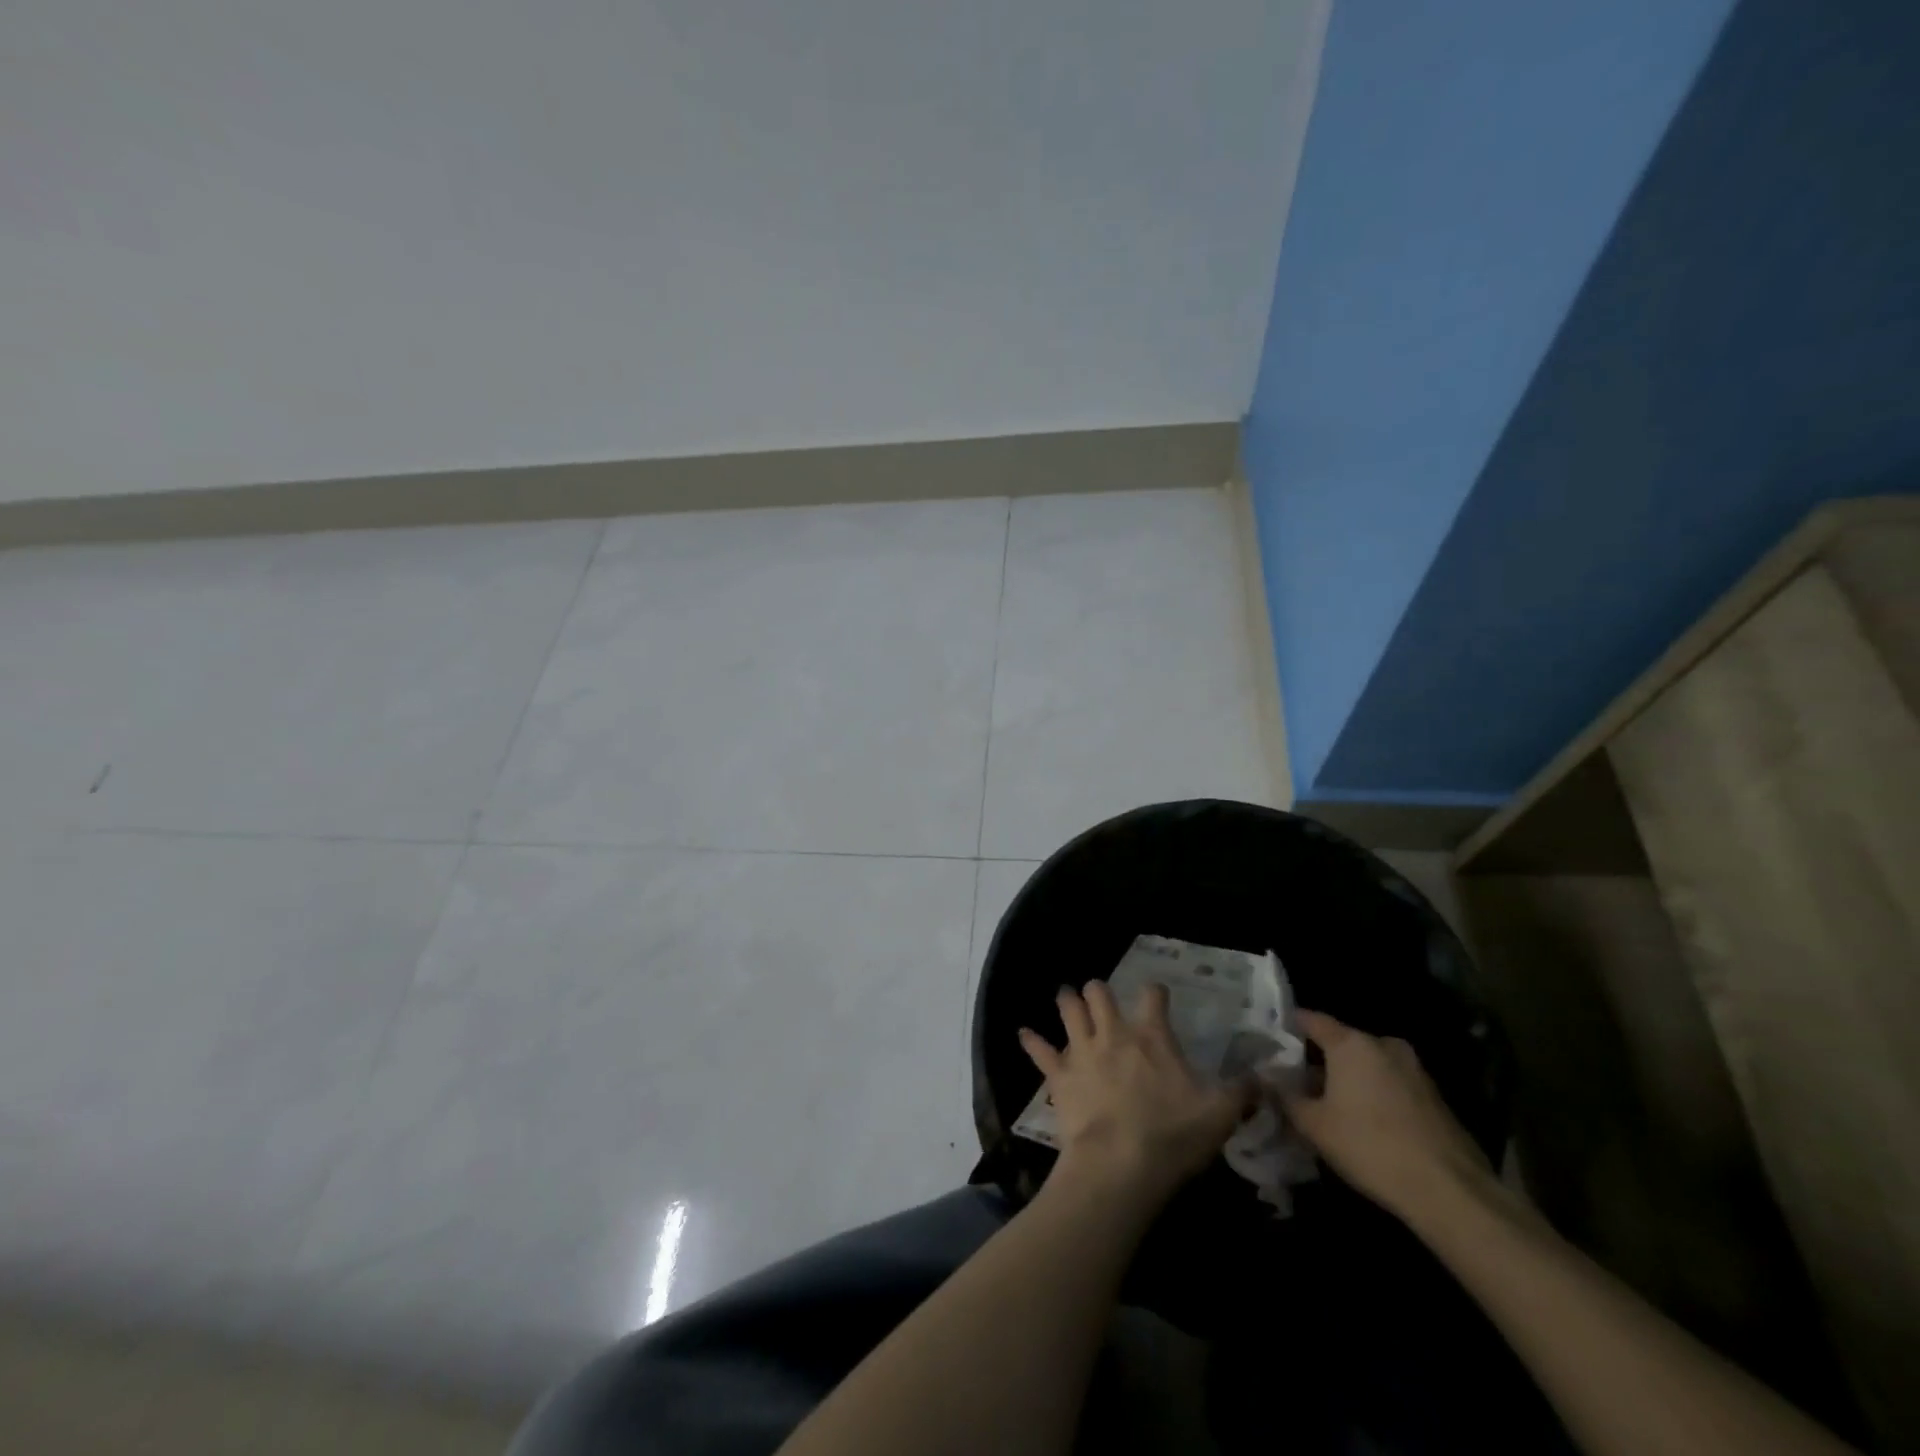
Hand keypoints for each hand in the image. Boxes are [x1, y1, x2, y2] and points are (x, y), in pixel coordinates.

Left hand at [1019, 982, 1251, 1208]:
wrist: (1119, 1165)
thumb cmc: (1171, 1135)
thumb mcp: (1219, 1115)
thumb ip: (1242, 1093)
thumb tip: (1265, 1078)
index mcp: (1151, 1036)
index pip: (1153, 996)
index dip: (1156, 991)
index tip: (1157, 992)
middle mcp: (1113, 1033)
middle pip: (1099, 993)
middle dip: (1098, 990)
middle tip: (1099, 993)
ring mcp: (1081, 1051)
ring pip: (1069, 1011)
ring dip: (1067, 1002)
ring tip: (1066, 996)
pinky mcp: (1059, 1075)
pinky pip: (1040, 1052)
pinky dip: (1031, 1041)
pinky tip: (1023, 1033)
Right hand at [1281, 1009, 1493, 1220]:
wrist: (1449, 1191)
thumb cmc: (1369, 1146)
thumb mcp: (1314, 1124)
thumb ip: (1284, 1095)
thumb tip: (1263, 1075)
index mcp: (1351, 1043)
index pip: (1312, 1019)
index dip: (1289, 1024)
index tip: (1272, 1034)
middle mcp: (1384, 1045)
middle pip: (1343, 1042)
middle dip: (1321, 1058)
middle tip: (1299, 1079)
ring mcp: (1415, 1070)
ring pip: (1370, 1064)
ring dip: (1350, 1078)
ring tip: (1332, 1103)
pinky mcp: (1435, 1097)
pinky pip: (1393, 1084)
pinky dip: (1376, 1094)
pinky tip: (1367, 1122)